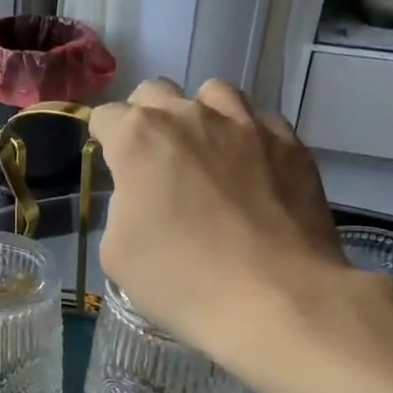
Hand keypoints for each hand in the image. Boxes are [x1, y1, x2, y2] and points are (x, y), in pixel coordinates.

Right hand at [89, 79, 357, 357]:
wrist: (276, 300)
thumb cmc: (182, 280)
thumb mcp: (117, 254)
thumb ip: (120, 207)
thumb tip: (140, 197)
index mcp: (139, 139)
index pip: (106, 116)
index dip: (103, 138)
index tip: (111, 163)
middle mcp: (189, 116)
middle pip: (155, 92)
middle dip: (145, 117)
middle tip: (152, 159)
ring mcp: (245, 124)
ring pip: (213, 93)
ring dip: (199, 115)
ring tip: (205, 152)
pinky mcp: (289, 142)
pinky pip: (259, 120)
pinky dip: (247, 135)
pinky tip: (250, 168)